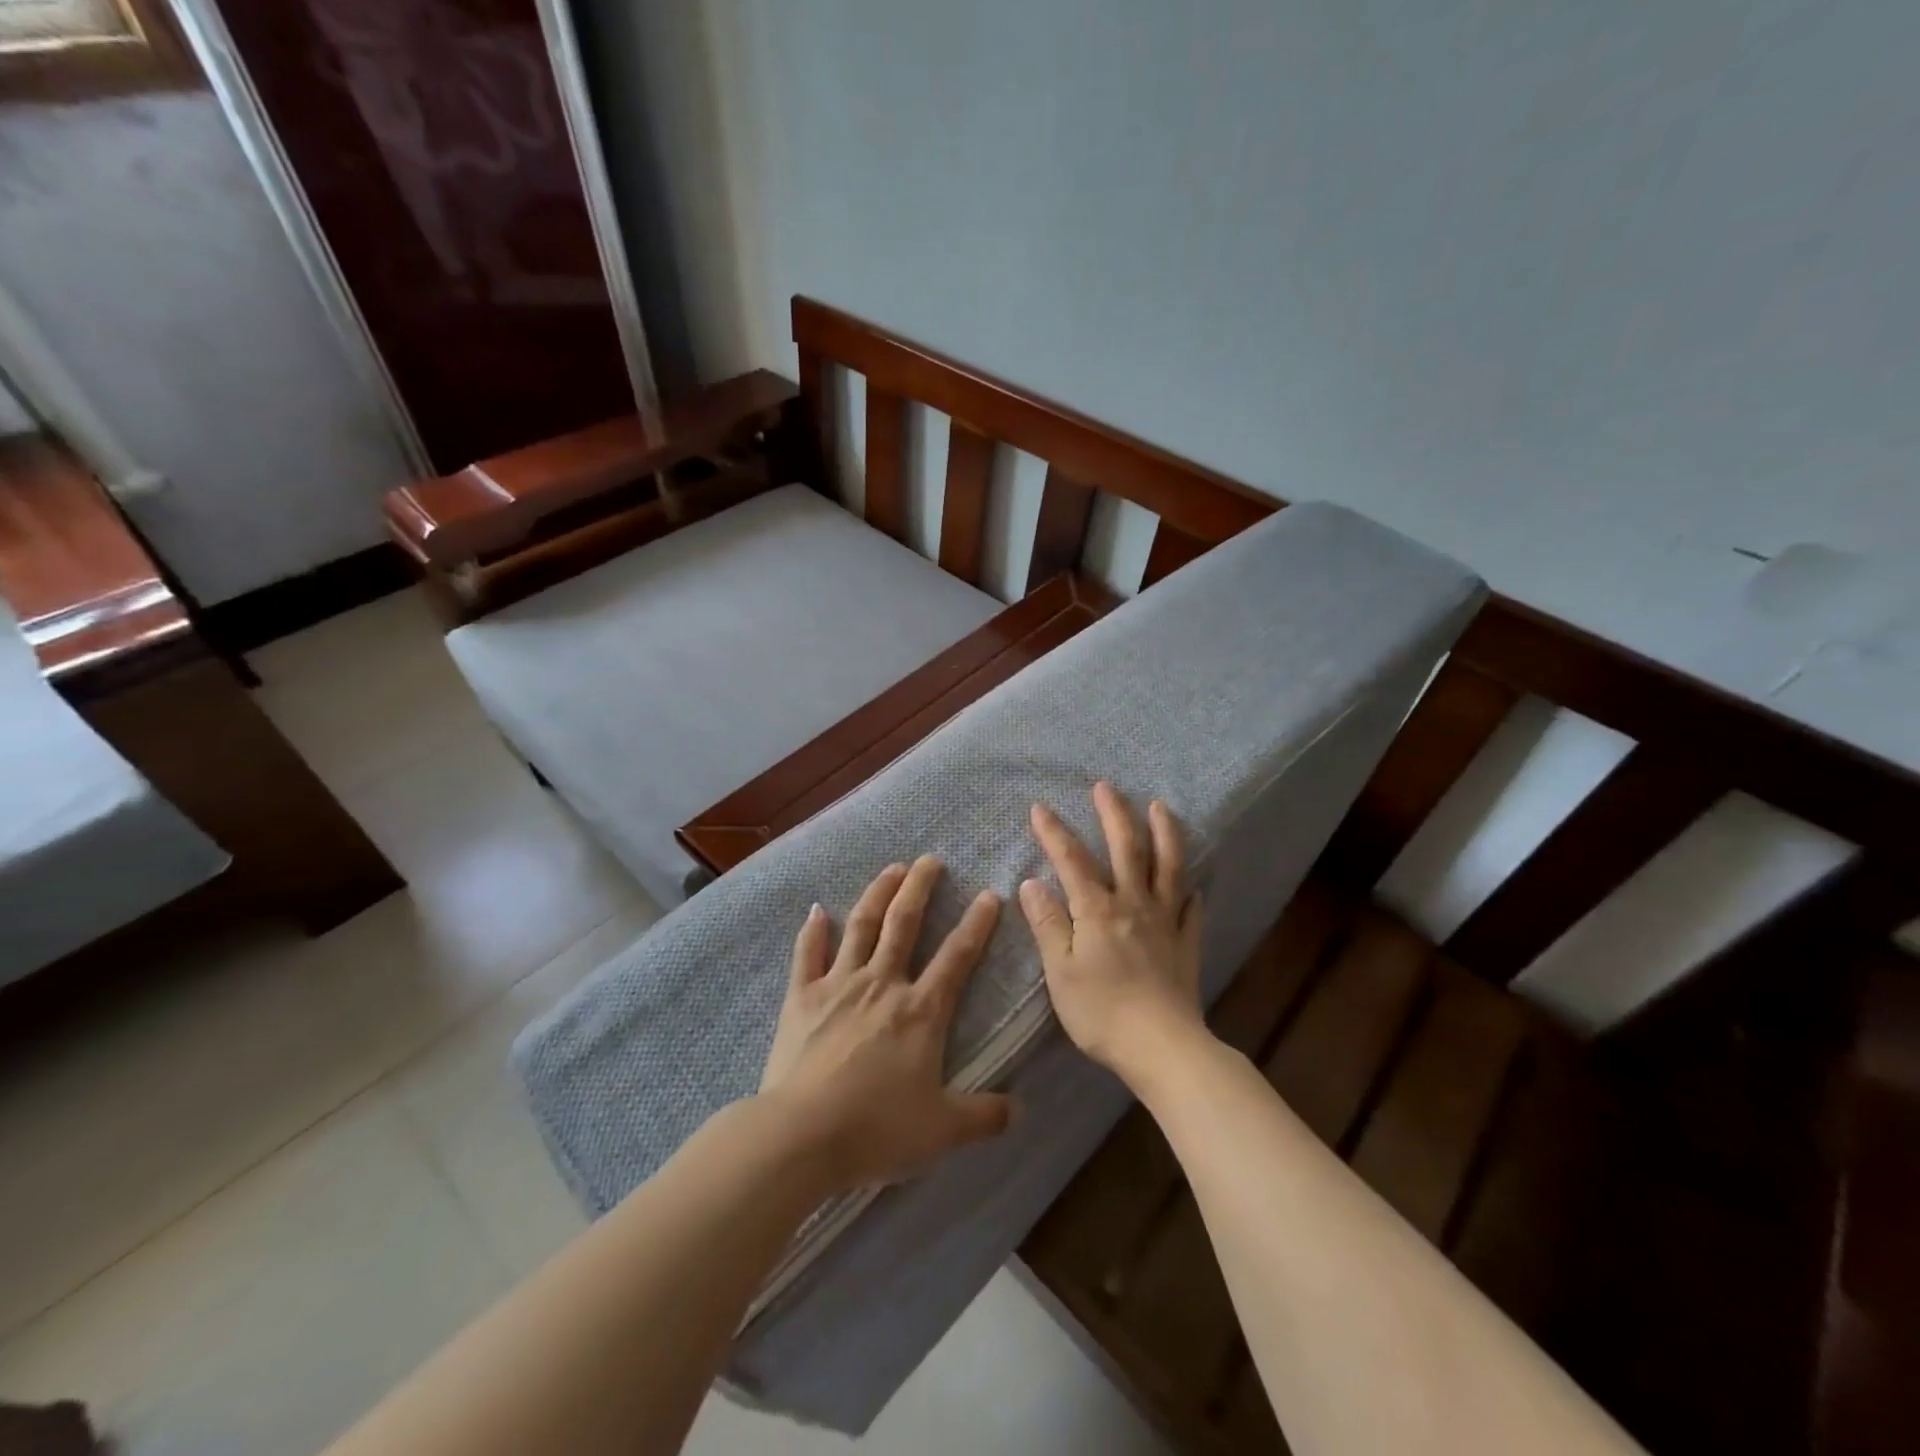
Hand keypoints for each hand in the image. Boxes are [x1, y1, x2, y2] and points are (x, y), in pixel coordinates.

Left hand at [758, 857, 1012, 1192]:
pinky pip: (808, 954)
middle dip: (920, 888)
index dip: (977, 924)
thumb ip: (984, 1116)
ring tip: (891, 869)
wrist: (802, 1135)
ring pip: (862, 926)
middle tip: (930, 860)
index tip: (989, 894)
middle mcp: (882, 984)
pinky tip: (817, 910)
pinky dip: (813, 931)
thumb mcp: (942, 1130)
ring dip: (878, 893)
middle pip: (904, 924)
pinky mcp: (802, 997)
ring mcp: (839, 985)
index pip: (957, 957)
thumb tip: (1021, 1110)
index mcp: (921, 1011)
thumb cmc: (876, 1129)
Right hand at [1019, 782, 1209, 1088]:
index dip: (1054, 832)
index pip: (1072, 860)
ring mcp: (1165, 922)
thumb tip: (1032, 884)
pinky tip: (1194, 887)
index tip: (1040, 808)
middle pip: (1127, 848)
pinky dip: (1192, 894)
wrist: (1162, 1047)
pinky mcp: (1186, 945)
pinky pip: (1192, 912)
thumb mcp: (1061, 971)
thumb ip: (1048, 925)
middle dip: (1114, 814)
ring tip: (1161, 807)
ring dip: (1165, 834)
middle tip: (1106, 786)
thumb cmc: (1101, 1012)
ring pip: (1168, 868)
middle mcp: (1134, 904)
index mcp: (1098, 910)